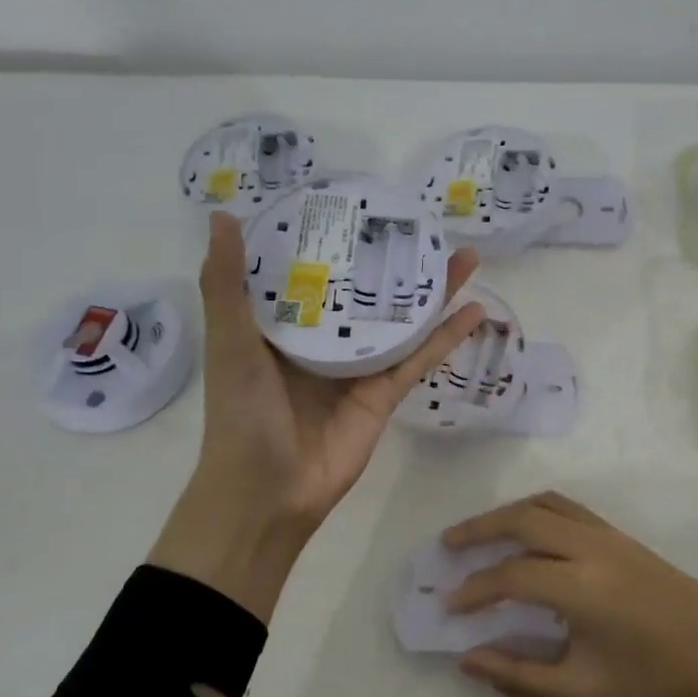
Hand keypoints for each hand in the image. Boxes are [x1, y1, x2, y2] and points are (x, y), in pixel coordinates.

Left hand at [152, 211, 484, 619]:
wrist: (267, 492)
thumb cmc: (242, 412)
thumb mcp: (230, 341)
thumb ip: (226, 284)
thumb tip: (223, 217)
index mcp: (283, 325)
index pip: (312, 271)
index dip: (334, 239)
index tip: (357, 204)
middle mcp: (324, 341)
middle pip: (365, 292)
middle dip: (393, 261)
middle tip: (424, 226)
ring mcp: (358, 368)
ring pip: (400, 320)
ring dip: (431, 291)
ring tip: (462, 256)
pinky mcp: (385, 394)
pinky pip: (419, 358)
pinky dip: (446, 336)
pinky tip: (474, 309)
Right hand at [445, 492, 697, 696]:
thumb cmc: (654, 684)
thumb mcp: (582, 694)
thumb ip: (519, 676)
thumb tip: (468, 659)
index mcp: (579, 586)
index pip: (509, 576)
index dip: (474, 589)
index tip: (449, 605)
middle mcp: (590, 547)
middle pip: (522, 518)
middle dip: (479, 528)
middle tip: (447, 545)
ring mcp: (609, 535)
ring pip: (547, 504)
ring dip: (508, 513)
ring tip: (480, 532)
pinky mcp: (623, 536)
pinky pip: (570, 507)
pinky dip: (538, 510)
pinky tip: (530, 533)